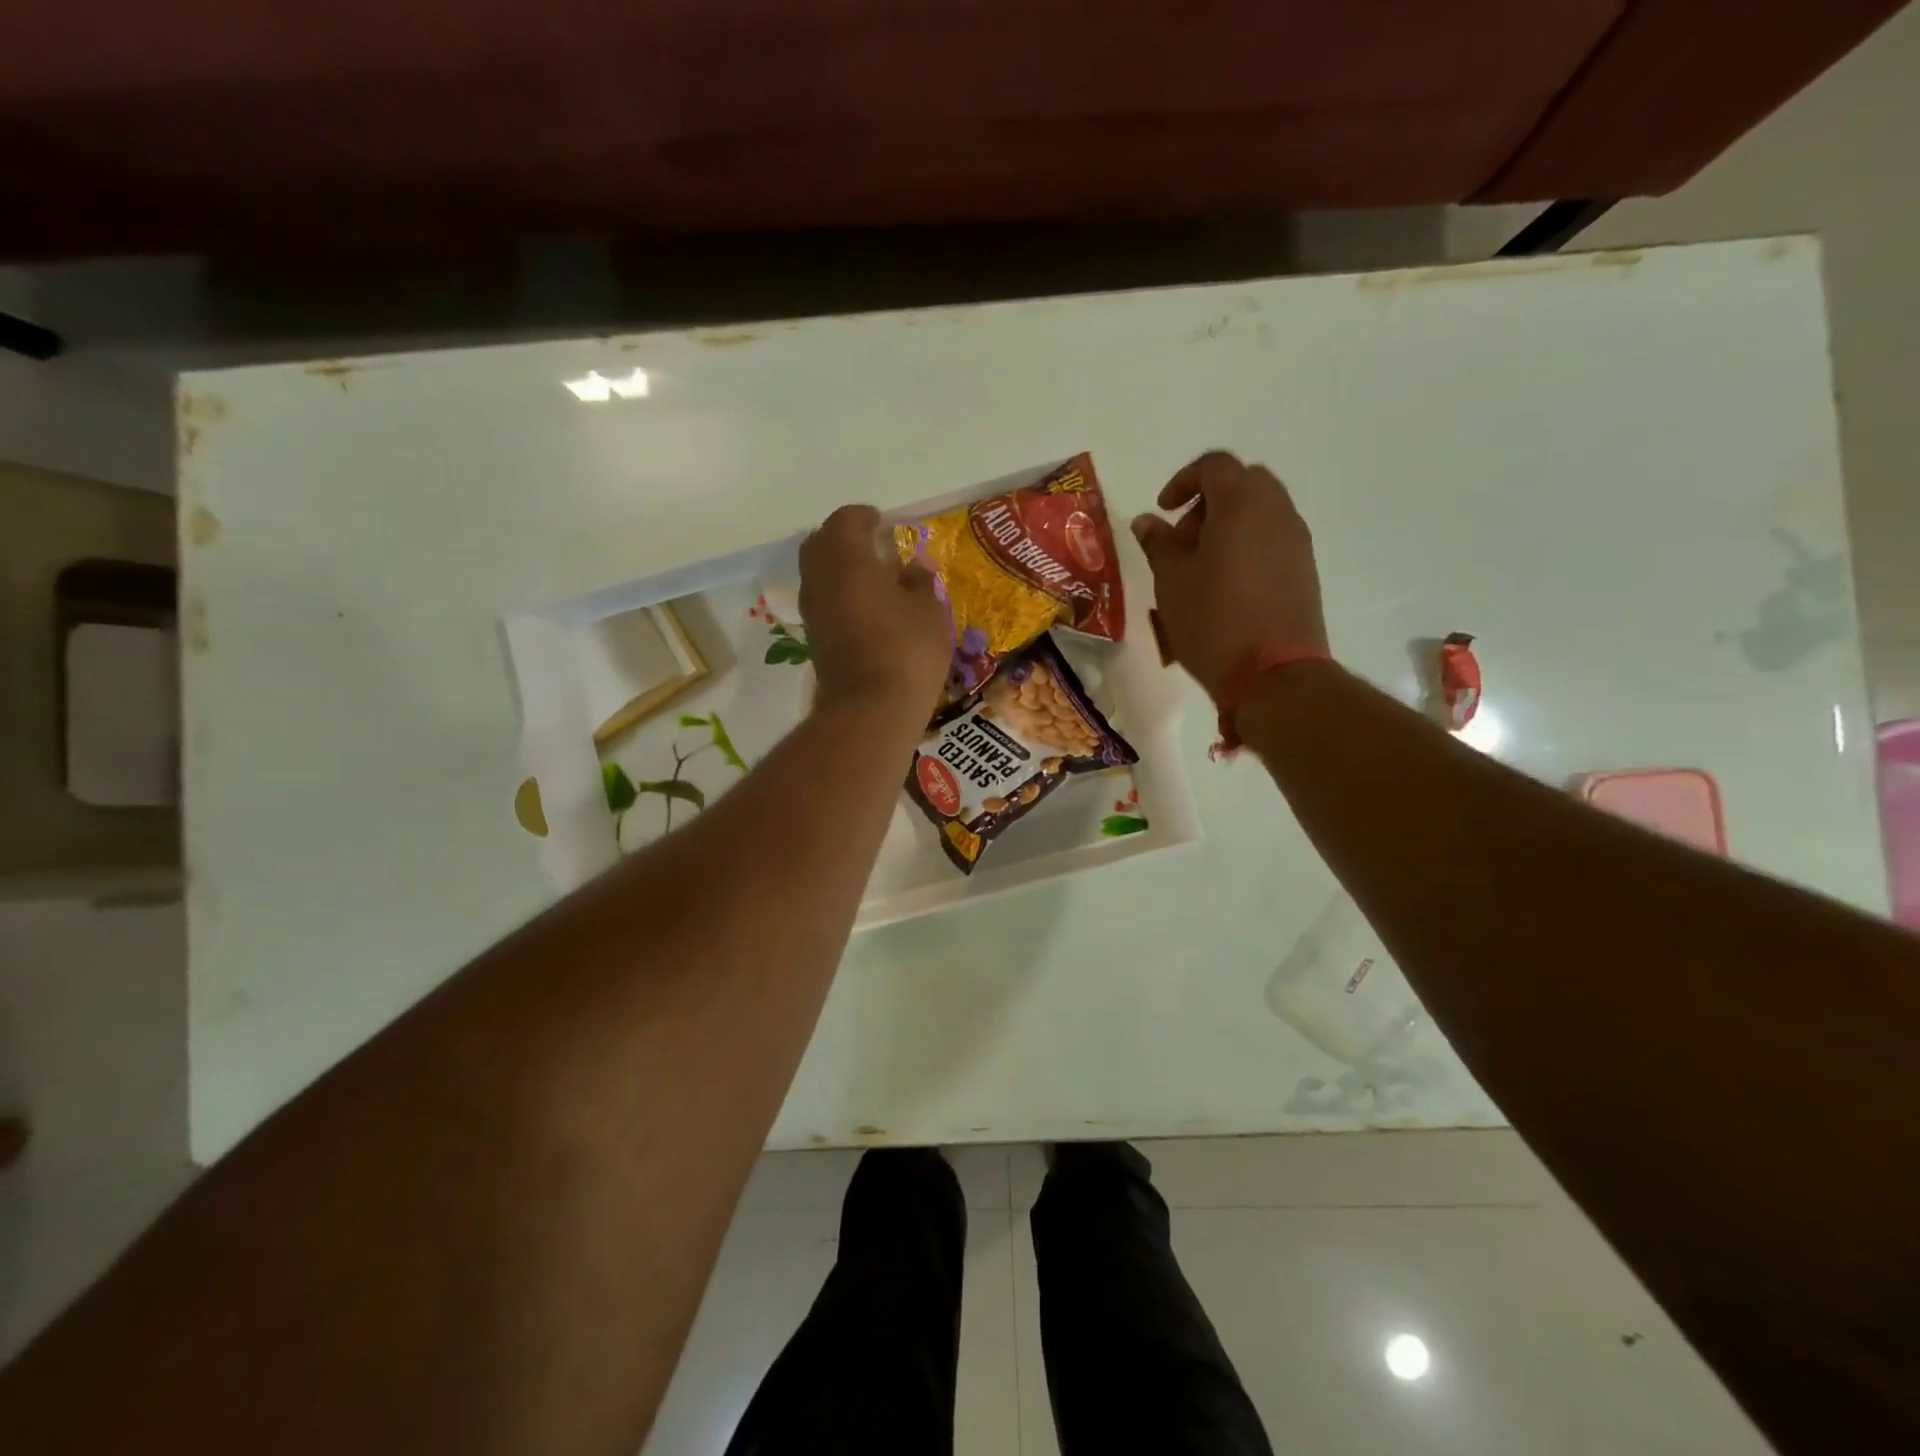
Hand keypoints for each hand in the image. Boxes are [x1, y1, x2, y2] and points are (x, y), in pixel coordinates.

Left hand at [799, 504, 952, 720]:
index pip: (845, 521)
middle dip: (842, 538)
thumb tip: (914, 567)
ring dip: (838, 567)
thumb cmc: (907, 650)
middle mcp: (821, 580)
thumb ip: (921, 582)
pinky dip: (838, 594)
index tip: (882, 522)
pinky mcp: (814, 639)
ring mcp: (813, 612)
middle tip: (870, 544)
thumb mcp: (930, 611)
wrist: (871, 710)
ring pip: (817, 574)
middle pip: (820, 544)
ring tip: (870, 577)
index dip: (863, 517)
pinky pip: (822, 602)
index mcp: (847, 560)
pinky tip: (865, 608)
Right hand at [1130, 451, 1327, 700]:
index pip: (1215, 466)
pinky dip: (1247, 547)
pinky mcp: (1305, 571)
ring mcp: (1297, 541)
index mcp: (1242, 503)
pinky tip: (1226, 586)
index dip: (1184, 481)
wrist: (1273, 674)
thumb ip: (1158, 543)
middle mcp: (1277, 511)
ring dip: (1228, 526)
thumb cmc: (1212, 620)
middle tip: (1183, 539)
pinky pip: (1272, 540)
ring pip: (1261, 512)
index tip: (1164, 512)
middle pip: (1243, 484)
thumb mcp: (1171, 581)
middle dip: (1209, 502)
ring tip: (1200, 568)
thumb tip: (1148, 521)